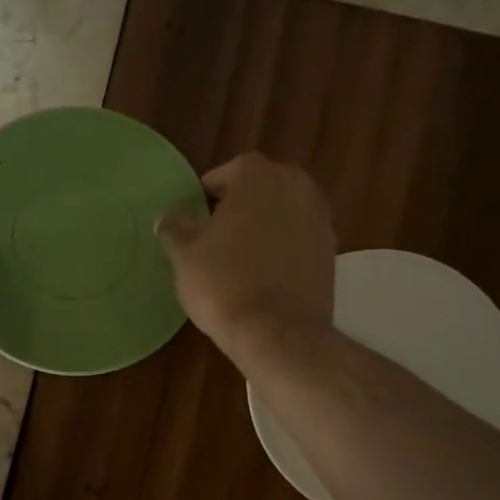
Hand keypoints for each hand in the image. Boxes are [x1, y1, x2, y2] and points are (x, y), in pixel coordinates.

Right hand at [157, 153, 334, 363]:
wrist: (276, 331)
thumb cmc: (223, 281)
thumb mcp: (185, 254)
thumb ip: (175, 228)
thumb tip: (168, 217)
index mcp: (259, 177)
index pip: (233, 169)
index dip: (213, 186)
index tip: (199, 205)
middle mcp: (297, 188)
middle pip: (265, 186)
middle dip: (244, 201)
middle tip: (219, 225)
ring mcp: (320, 220)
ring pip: (286, 211)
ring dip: (267, 223)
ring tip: (241, 249)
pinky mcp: (331, 253)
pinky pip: (300, 239)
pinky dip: (284, 246)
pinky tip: (264, 270)